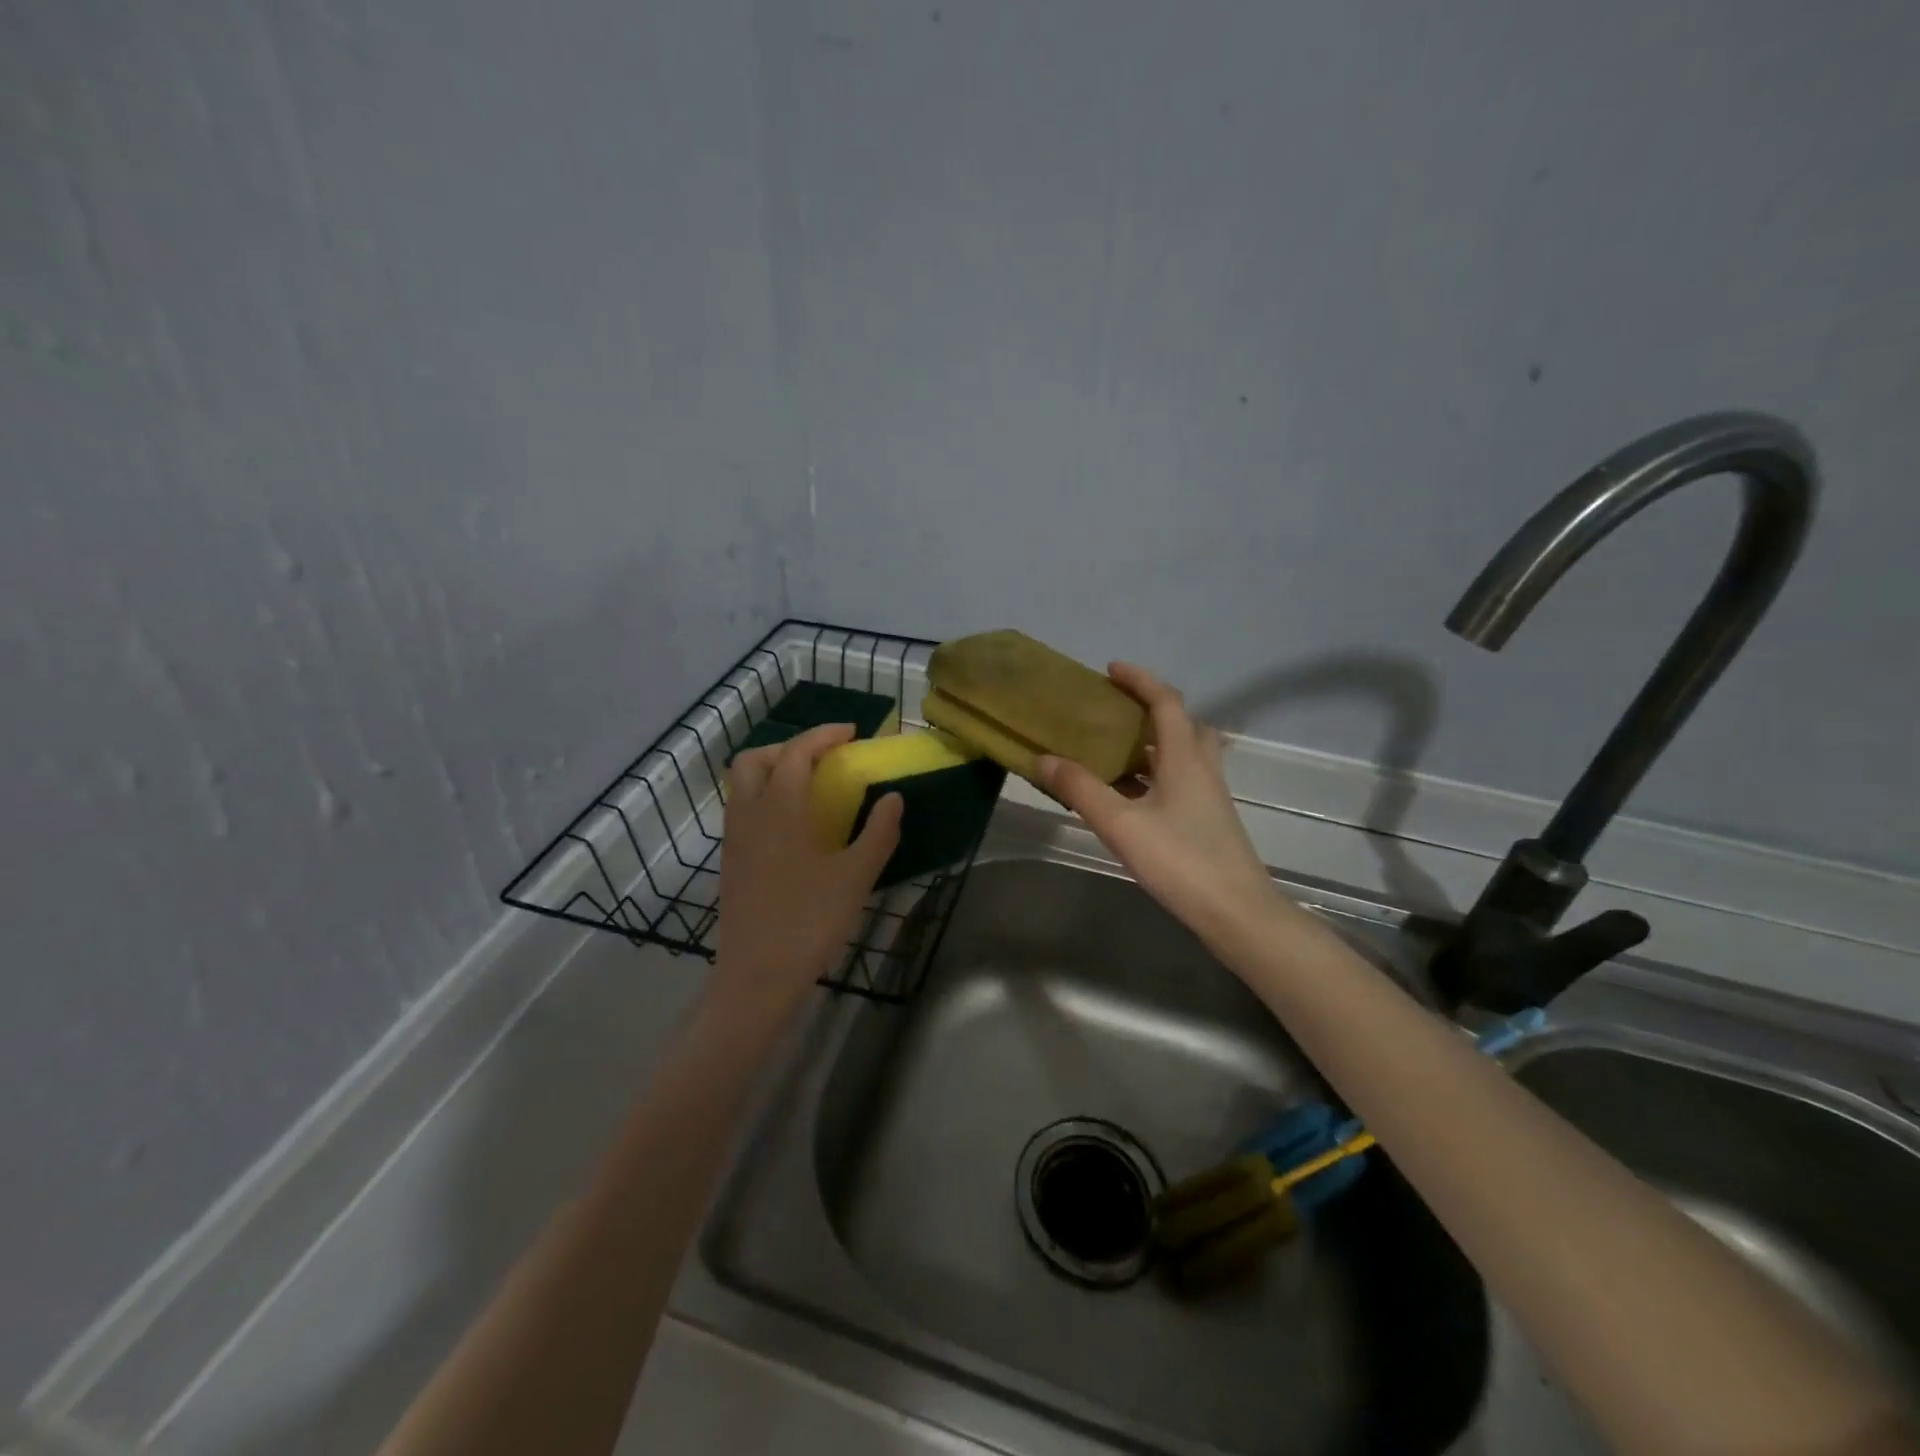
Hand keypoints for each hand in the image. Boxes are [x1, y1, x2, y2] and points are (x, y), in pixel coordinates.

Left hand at [711, 723, 903, 1018]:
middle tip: (823, 757)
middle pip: (755, 759)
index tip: (851, 733)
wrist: (756, 976)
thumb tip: (893, 798)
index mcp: (780, 808)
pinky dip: (764, 798)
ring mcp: (733, 838)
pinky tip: (792, 827)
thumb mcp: (856, 877)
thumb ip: (878, 832)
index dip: (823, 735)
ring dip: (772, 770)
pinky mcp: (729, 861)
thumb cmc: (809, 922)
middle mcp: (749, 814)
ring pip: (742, 784)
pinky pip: (741, 810)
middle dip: (788, 747)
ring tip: (808, 787)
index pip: (797, 752)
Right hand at [1038, 663, 1277, 943]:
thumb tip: (1043, 758)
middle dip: (1152, 709)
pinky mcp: (1209, 820)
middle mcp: (1202, 769)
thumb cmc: (1180, 861)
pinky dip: (1157, 774)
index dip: (1140, 680)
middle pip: (1183, 724)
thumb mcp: (1121, 824)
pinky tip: (1131, 796)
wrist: (1236, 912)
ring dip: (1154, 743)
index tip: (1111, 670)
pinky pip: (1181, 780)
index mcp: (1184, 758)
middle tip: (1117, 713)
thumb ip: (1081, 789)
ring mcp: (1210, 796)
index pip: (1166, 702)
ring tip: (1116, 751)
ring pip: (1184, 754)